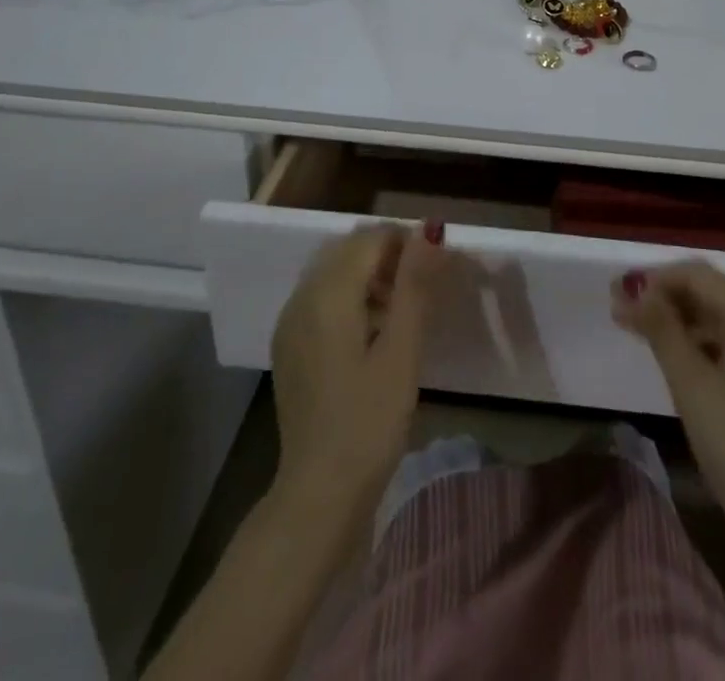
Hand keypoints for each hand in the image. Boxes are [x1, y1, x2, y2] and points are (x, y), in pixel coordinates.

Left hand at [271, 222, 448, 523]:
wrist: (319, 493)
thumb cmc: (369, 421)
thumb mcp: (402, 350)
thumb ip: (415, 284)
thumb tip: (430, 229)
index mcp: (328, 292)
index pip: (371, 237)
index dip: (406, 242)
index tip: (435, 269)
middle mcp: (302, 296)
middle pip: (349, 249)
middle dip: (388, 256)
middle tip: (422, 289)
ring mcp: (290, 322)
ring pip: (334, 272)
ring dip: (369, 275)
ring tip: (402, 312)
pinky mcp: (289, 346)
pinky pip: (321, 298)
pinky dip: (349, 298)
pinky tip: (372, 334)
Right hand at [613, 261, 724, 556]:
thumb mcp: (695, 388)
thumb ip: (663, 330)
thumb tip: (636, 287)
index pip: (698, 275)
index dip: (654, 279)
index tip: (614, 294)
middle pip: (711, 295)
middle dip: (664, 299)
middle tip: (619, 314)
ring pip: (722, 322)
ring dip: (680, 323)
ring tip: (639, 335)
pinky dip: (702, 347)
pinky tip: (678, 363)